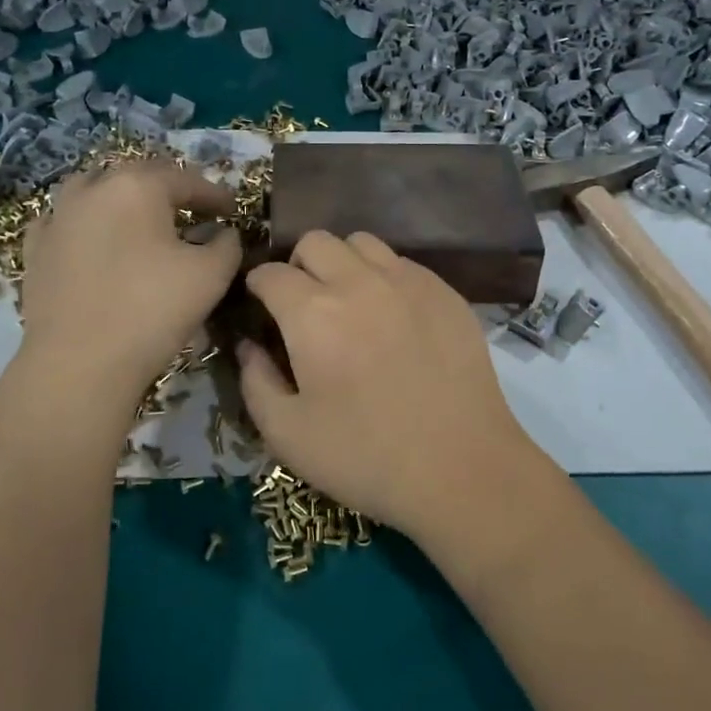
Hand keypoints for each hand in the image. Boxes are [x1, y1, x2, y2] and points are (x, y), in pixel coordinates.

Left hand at [17, 160, 241, 397]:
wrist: (79, 363)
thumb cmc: (152, 310)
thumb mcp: (211, 275)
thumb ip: (227, 244)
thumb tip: (223, 232)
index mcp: (138, 186)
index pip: (186, 180)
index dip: (214, 194)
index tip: (232, 209)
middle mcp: (94, 189)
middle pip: (138, 177)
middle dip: (169, 190)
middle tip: (192, 210)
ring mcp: (58, 217)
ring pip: (95, 191)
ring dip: (123, 199)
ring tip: (141, 220)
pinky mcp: (36, 248)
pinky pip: (66, 221)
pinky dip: (86, 223)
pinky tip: (94, 240)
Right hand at [236, 231, 539, 535]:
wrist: (461, 468)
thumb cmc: (365, 457)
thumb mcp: (287, 435)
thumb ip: (255, 381)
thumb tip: (248, 346)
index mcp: (313, 313)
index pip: (271, 273)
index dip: (258, 286)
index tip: (261, 305)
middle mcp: (359, 282)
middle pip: (316, 241)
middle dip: (298, 264)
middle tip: (303, 302)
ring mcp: (408, 281)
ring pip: (362, 243)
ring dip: (343, 262)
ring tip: (348, 300)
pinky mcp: (445, 292)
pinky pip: (402, 263)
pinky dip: (384, 276)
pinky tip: (391, 315)